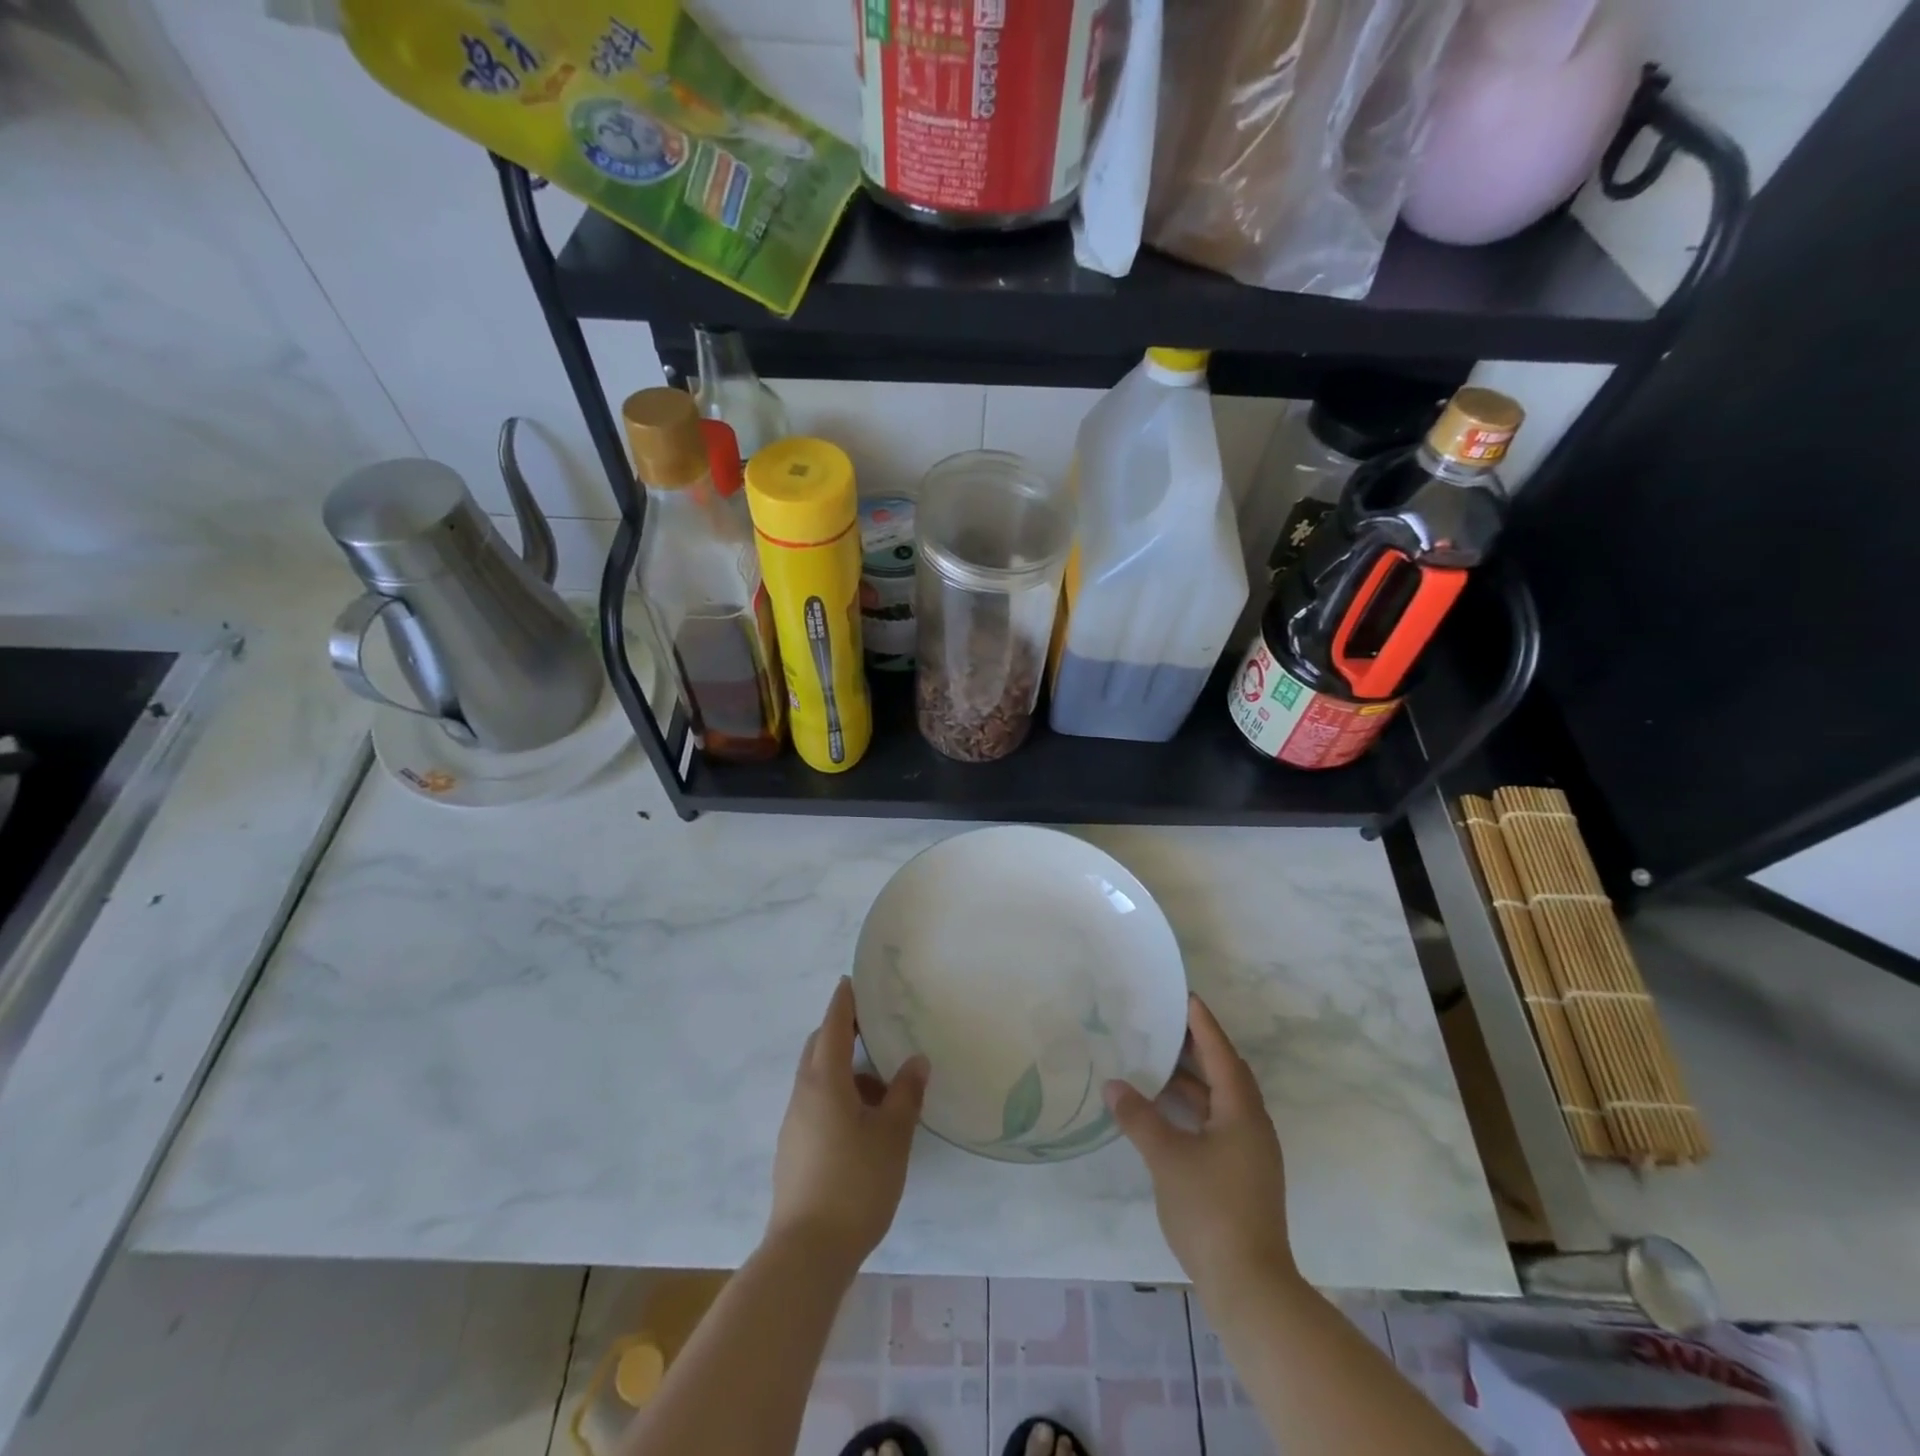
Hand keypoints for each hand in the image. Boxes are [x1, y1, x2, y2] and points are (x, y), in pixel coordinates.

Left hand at [767, 977, 928, 1271]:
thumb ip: (905, 1094)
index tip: (851, 981)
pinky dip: (838, 1098)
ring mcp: (794, 1125)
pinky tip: (864, 1125)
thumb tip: (916, 1060)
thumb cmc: (855, 1184)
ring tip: (882, 1090)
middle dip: (842, 1034)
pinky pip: (816, 1105)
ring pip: (818, 1081)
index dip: (843, 1003)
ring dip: (846, 1073)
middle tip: (876, 1032)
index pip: (832, 1027)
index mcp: (824, 1081)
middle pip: (819, 1050)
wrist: (806, 1254)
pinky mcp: (793, 1151)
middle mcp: (803, 1095)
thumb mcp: (892, 1136)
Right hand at [1105, 995, 1296, 1296]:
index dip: (1202, 1023)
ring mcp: (1249, 1153)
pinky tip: (1165, 1110)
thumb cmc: (1210, 1210)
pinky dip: (1193, 1108)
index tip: (1185, 995)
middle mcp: (1252, 1125)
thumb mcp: (1167, 1158)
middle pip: (1225, 1073)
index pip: (1221, 1054)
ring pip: (1220, 1101)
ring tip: (1157, 1060)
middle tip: (1166, 1023)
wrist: (1249, 1286)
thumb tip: (1113, 1084)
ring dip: (1193, 1080)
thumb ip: (1139, 1117)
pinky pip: (1217, 1122)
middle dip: (1198, 1047)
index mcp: (1242, 1112)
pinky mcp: (1241, 1174)